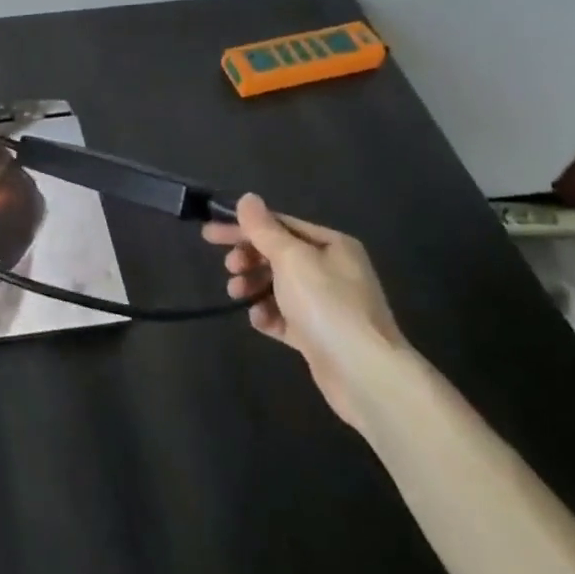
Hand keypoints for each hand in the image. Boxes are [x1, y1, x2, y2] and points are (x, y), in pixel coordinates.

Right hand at [206, 194, 407, 429]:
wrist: (364, 374)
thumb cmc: (326, 304)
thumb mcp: (291, 258)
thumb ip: (264, 228)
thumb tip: (247, 198)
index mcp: (331, 245)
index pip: (279, 225)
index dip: (243, 227)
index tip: (210, 234)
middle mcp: (332, 270)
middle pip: (278, 255)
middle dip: (249, 258)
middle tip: (228, 267)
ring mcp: (326, 304)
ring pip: (279, 285)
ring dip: (253, 285)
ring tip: (236, 293)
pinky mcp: (319, 335)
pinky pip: (285, 316)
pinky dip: (268, 314)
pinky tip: (258, 319)